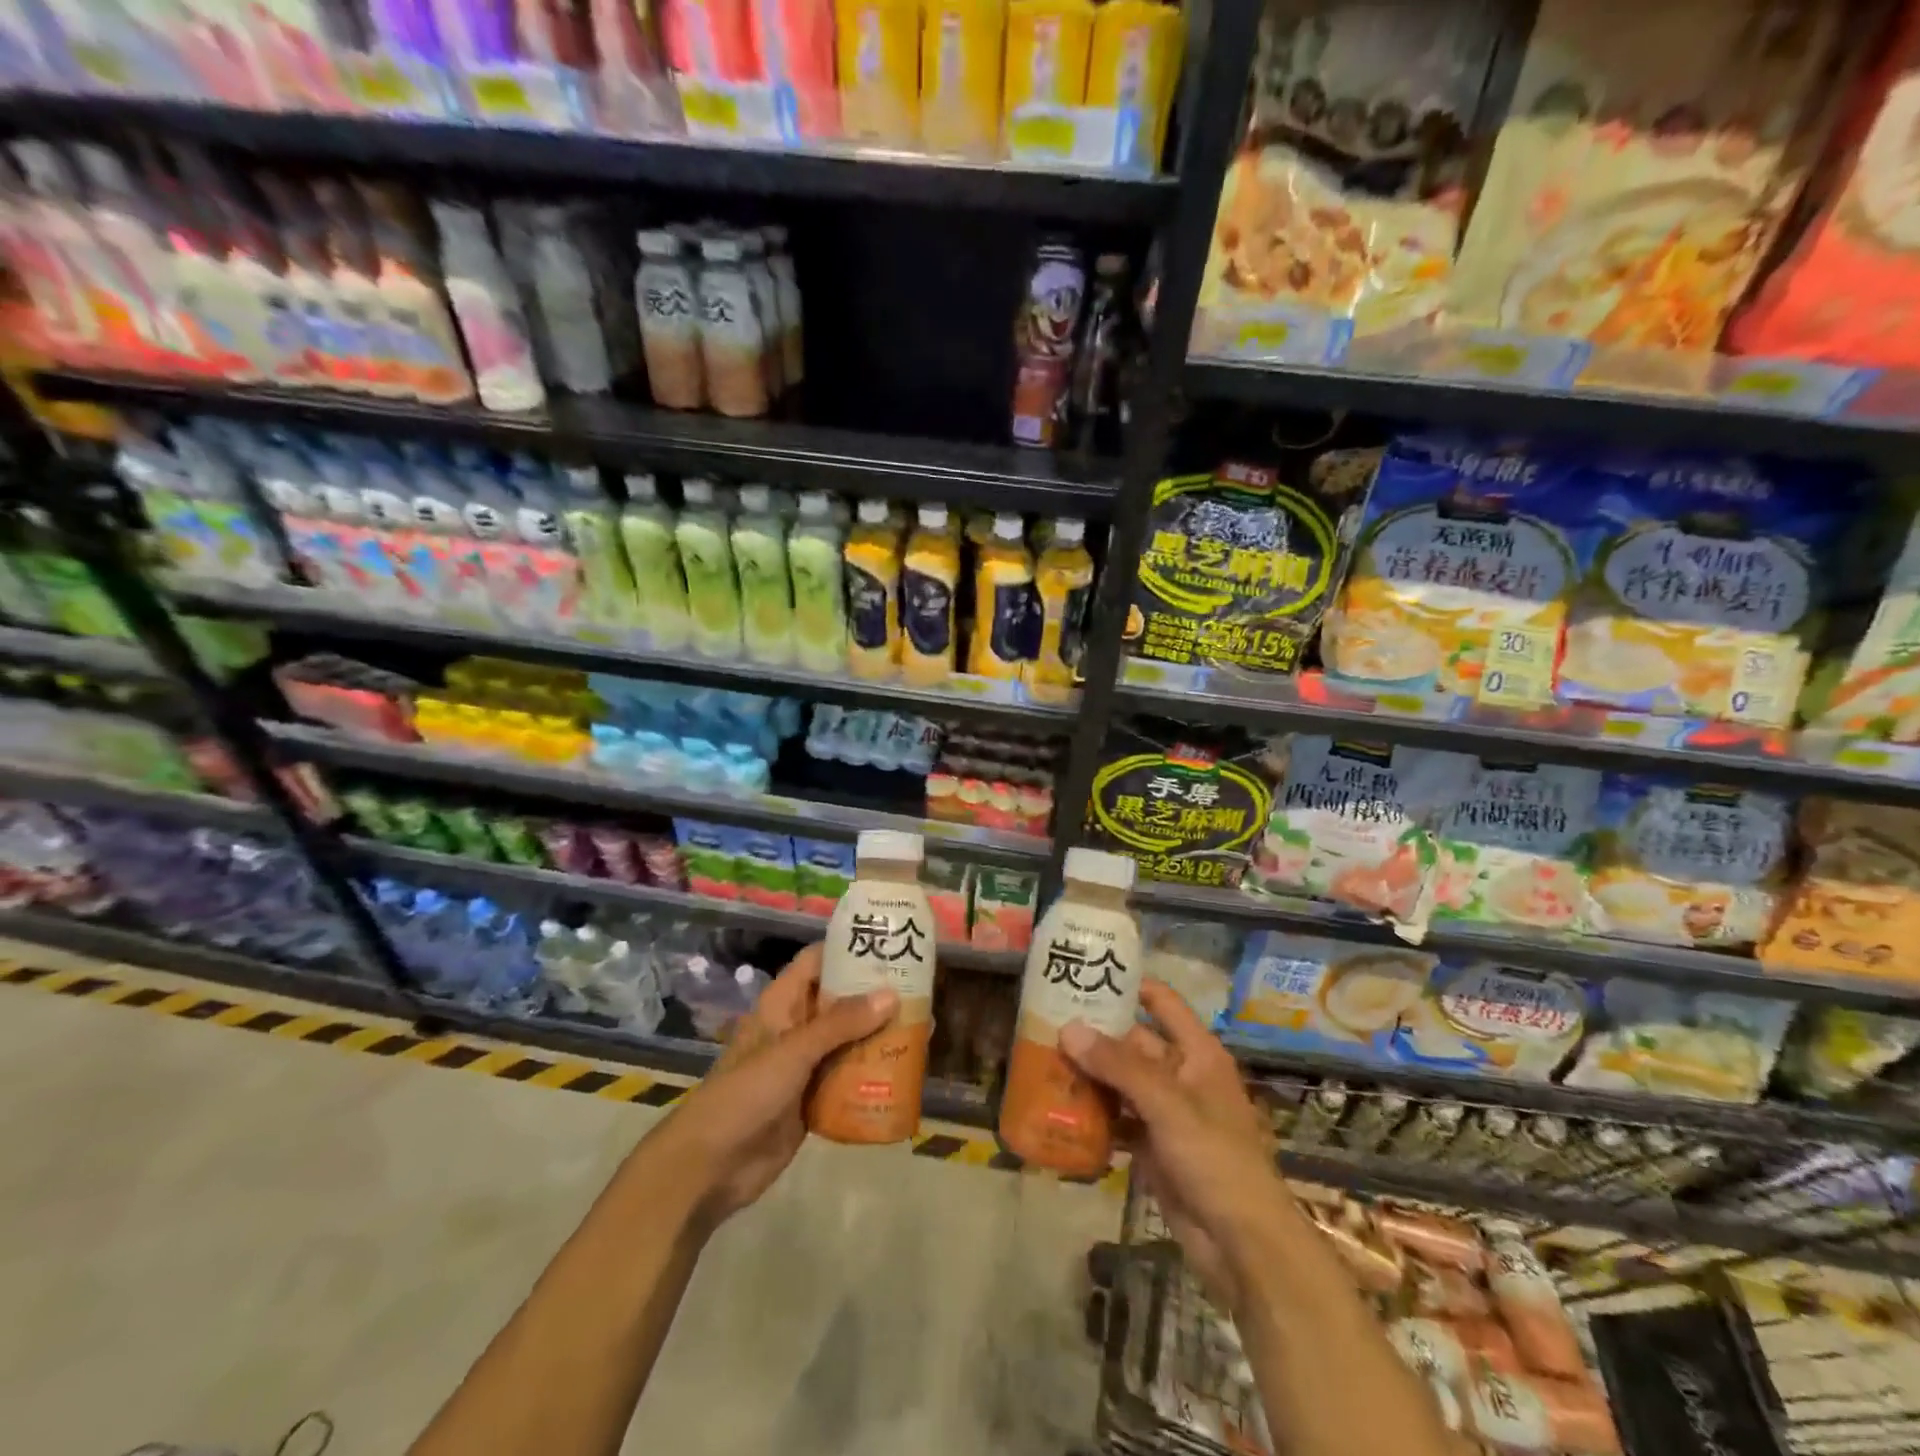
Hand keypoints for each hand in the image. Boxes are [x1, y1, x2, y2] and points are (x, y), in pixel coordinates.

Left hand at [655, 943, 895, 1227]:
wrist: (710, 1167)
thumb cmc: (745, 1094)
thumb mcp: (793, 1051)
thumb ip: (841, 1023)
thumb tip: (892, 994)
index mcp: (783, 1003)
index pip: (818, 961)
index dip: (849, 948)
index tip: (888, 941)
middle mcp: (796, 1027)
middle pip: (840, 1000)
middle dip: (875, 994)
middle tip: (920, 987)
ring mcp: (805, 1065)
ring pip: (848, 1039)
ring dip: (878, 1034)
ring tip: (922, 1025)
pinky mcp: (813, 1100)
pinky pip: (848, 1077)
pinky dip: (872, 1072)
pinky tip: (904, 1070)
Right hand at [1059, 979, 1289, 1311]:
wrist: (1243, 1246)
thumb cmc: (1215, 1159)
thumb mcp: (1168, 1105)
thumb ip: (1119, 1066)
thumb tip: (1068, 1028)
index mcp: (1197, 1053)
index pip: (1162, 1003)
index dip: (1130, 985)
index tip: (1087, 973)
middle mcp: (1181, 1075)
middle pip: (1133, 1043)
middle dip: (1095, 1035)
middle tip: (1047, 1022)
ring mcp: (1166, 1113)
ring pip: (1121, 1082)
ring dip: (1089, 1075)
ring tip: (1042, 1059)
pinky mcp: (1152, 1148)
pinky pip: (1117, 1120)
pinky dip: (1093, 1114)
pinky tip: (1058, 1108)